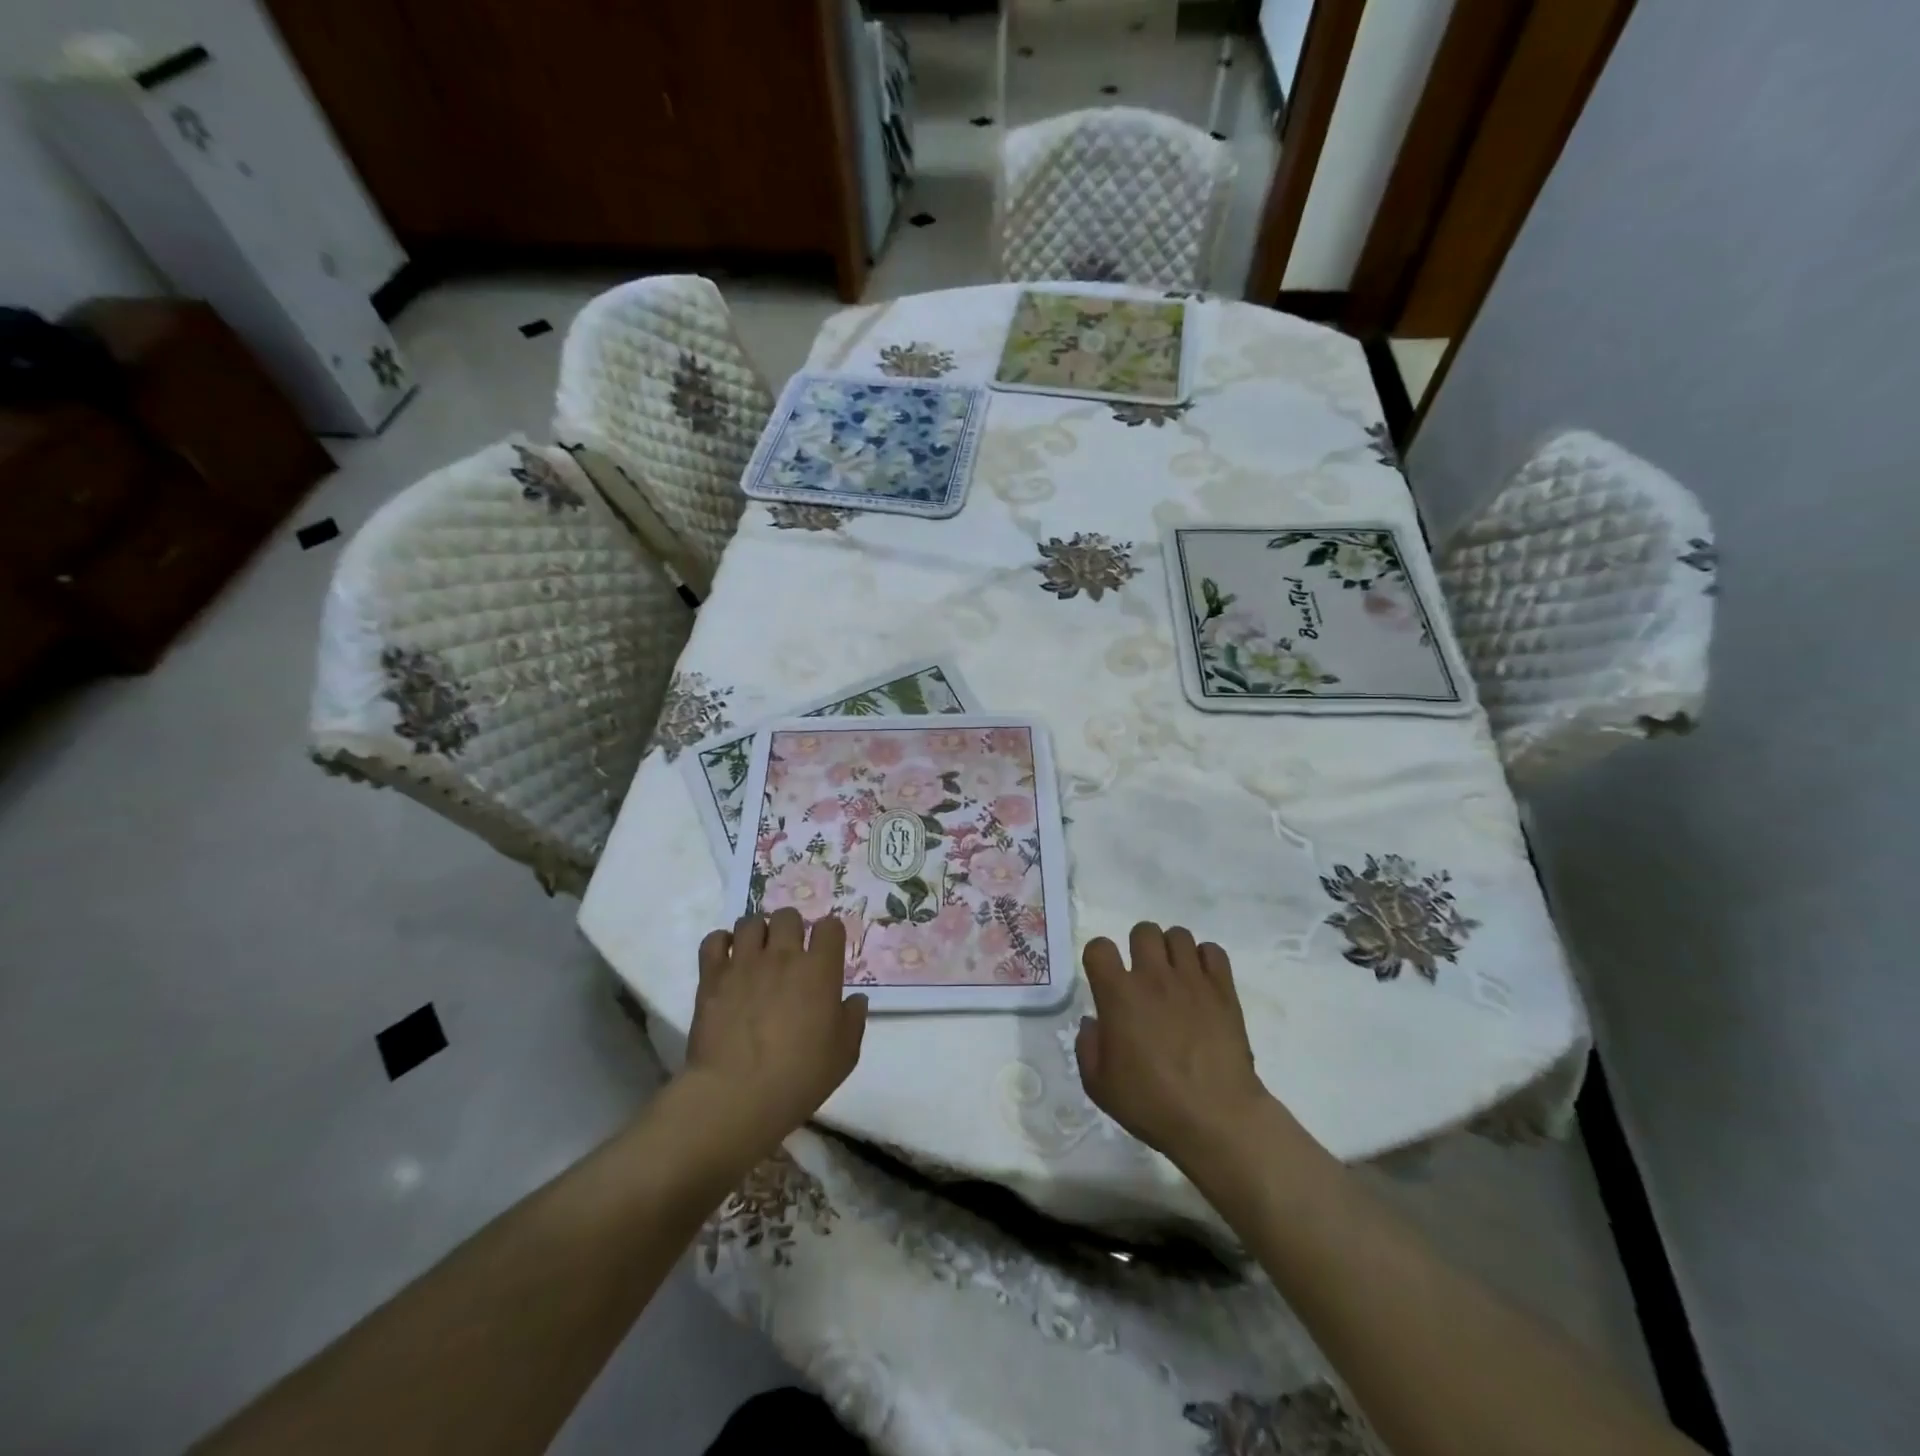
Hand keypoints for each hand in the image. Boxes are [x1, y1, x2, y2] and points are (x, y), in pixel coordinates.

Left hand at [682, 910, 868, 1160]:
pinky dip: (722, 943)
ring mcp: (745, 962)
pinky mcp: (712, 976)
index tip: (827, 950)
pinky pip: (714, 940)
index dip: (829, 934)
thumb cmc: (799, 1077)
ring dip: (757, 933)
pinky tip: (727, 959)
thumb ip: (853, 1020)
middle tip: (789, 952)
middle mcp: (783, 955)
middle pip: (788, 915)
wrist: (737, 1095)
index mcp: (820, 969)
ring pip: (751, 921)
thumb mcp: (844, 1055)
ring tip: (757, 953)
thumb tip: (855, 999)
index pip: (830, 926)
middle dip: (791, 928)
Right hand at [1076, 923, 1274, 1167]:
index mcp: (1118, 995)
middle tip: (1143, 975)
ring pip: (1178, 935)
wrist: (1216, 1118)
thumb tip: (1093, 1022)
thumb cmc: (1152, 1104)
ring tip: (1174, 976)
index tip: (1103, 976)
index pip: (1099, 947)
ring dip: (1172, 951)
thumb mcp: (1099, 1086)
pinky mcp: (1223, 990)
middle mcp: (1153, 977)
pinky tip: (1202, 982)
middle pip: (1143, 930)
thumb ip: (1088, 1046)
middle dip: (1139, 947)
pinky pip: (1213, 951)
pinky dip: (1205, 960)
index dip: (1098, 957)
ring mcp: (1192, 979)